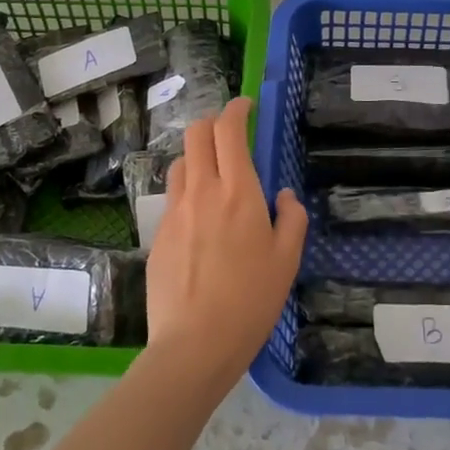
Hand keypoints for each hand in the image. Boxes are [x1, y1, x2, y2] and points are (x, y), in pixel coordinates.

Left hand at [145, 97, 308, 390]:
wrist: (194, 344)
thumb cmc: (251, 300)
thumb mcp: (287, 260)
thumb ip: (291, 219)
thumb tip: (283, 196)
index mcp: (238, 192)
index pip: (228, 130)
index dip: (236, 109)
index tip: (246, 105)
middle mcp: (201, 191)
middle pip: (196, 134)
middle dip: (212, 123)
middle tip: (230, 134)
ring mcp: (174, 213)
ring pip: (180, 164)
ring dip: (197, 157)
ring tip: (215, 177)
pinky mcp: (158, 235)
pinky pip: (173, 199)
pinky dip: (188, 192)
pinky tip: (200, 221)